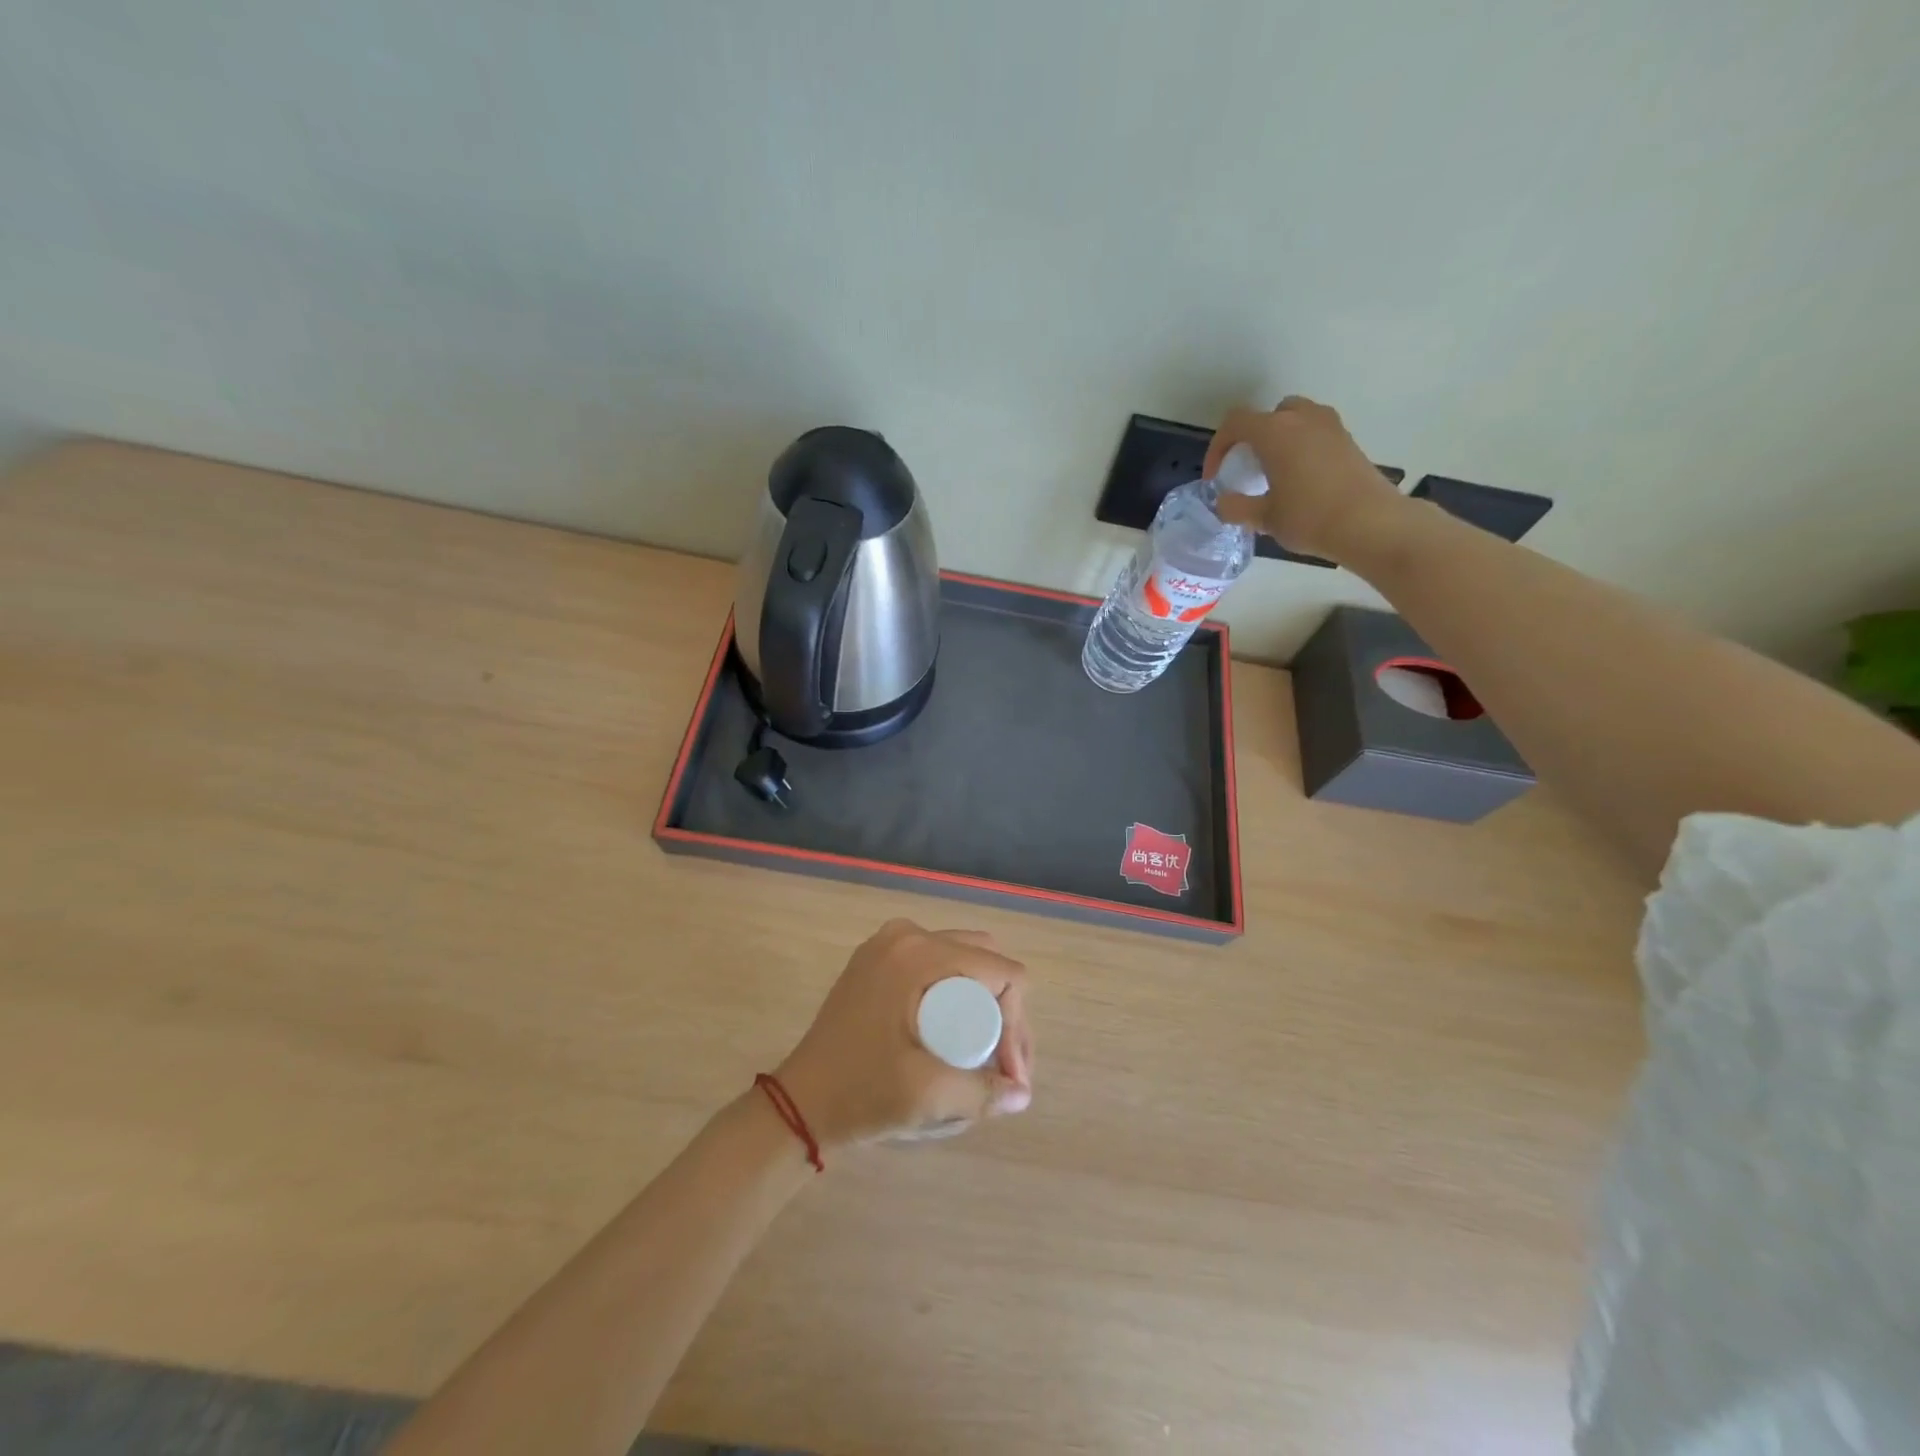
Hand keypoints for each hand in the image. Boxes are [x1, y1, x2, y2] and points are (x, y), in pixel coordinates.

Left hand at [775, 919, 1034, 1148]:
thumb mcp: (926, 1095)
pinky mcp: (878, 960)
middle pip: (985, 961)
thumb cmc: (860, 1093)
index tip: (1008, 1075)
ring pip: (963, 960)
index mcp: (918, 954)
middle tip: (1003, 1066)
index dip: (1016, 1024)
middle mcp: (906, 935)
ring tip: (985, 1055)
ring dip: (983, 1002)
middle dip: (1005, 1012)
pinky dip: (956, 993)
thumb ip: (982, 1093)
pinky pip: (937, 964)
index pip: (1000, 972)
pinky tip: (956, 1033)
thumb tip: (1023, 1094)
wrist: (798, 1102)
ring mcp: (888, 944)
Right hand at [1205, 396, 1408, 562]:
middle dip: (1253, 438)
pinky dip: (1301, 447)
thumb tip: (1224, 502)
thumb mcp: (1264, 518)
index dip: (1218, 447)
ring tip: (1274, 472)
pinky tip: (1301, 479)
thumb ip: (1237, 507)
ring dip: (1280, 440)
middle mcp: (1302, 418)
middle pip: (1269, 415)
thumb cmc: (1309, 517)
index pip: (1235, 423)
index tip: (1216, 476)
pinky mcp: (1348, 440)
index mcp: (1275, 432)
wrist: (1370, 523)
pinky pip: (1315, 433)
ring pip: (1295, 420)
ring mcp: (1330, 426)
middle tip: (1248, 467)